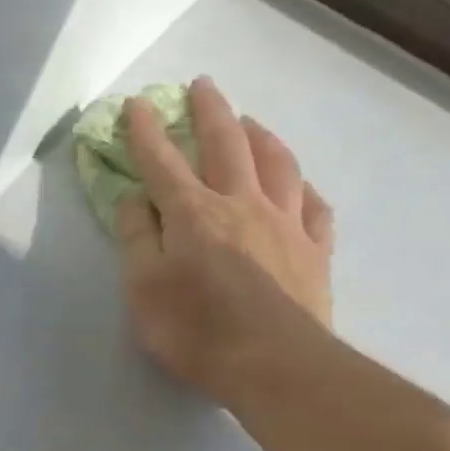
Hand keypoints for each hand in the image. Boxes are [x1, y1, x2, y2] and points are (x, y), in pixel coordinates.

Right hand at [114, 77, 334, 401]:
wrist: (274, 365)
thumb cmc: (195, 330)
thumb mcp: (143, 289)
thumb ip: (136, 239)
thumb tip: (134, 199)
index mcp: (193, 214)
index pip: (162, 162)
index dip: (145, 132)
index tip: (136, 103)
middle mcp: (242, 205)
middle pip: (225, 145)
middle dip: (210, 112)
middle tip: (203, 85)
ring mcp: (286, 225)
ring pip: (277, 165)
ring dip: (261, 136)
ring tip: (251, 121)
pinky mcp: (315, 252)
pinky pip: (315, 208)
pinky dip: (305, 189)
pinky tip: (301, 186)